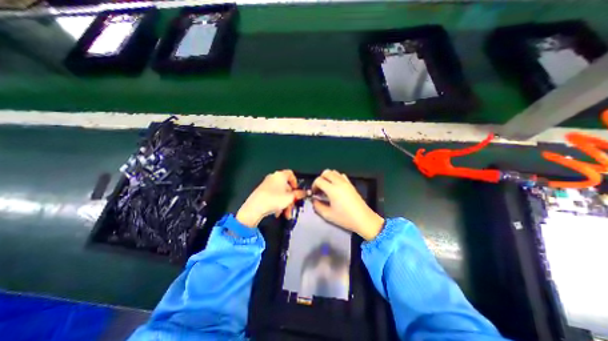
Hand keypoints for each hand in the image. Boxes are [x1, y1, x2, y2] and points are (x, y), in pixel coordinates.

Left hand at [236, 169, 306, 227]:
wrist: (254, 208)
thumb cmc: (274, 199)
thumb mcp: (290, 198)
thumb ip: (299, 194)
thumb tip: (304, 192)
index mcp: (280, 175)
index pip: (291, 174)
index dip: (296, 182)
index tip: (297, 191)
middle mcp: (273, 178)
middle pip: (286, 186)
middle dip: (290, 199)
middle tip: (292, 207)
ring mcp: (266, 184)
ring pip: (280, 193)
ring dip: (285, 204)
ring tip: (285, 214)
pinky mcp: (262, 192)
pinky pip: (273, 196)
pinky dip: (277, 203)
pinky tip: (277, 212)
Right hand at [310, 170, 380, 239]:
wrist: (364, 220)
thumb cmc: (345, 218)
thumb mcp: (328, 215)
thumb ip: (317, 206)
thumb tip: (314, 200)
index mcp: (332, 190)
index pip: (319, 180)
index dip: (314, 186)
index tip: (314, 193)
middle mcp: (339, 183)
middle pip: (326, 172)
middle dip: (320, 179)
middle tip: (319, 189)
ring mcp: (346, 182)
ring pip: (334, 172)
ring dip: (328, 177)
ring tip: (327, 187)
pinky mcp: (351, 184)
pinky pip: (341, 176)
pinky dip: (336, 178)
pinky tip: (336, 187)